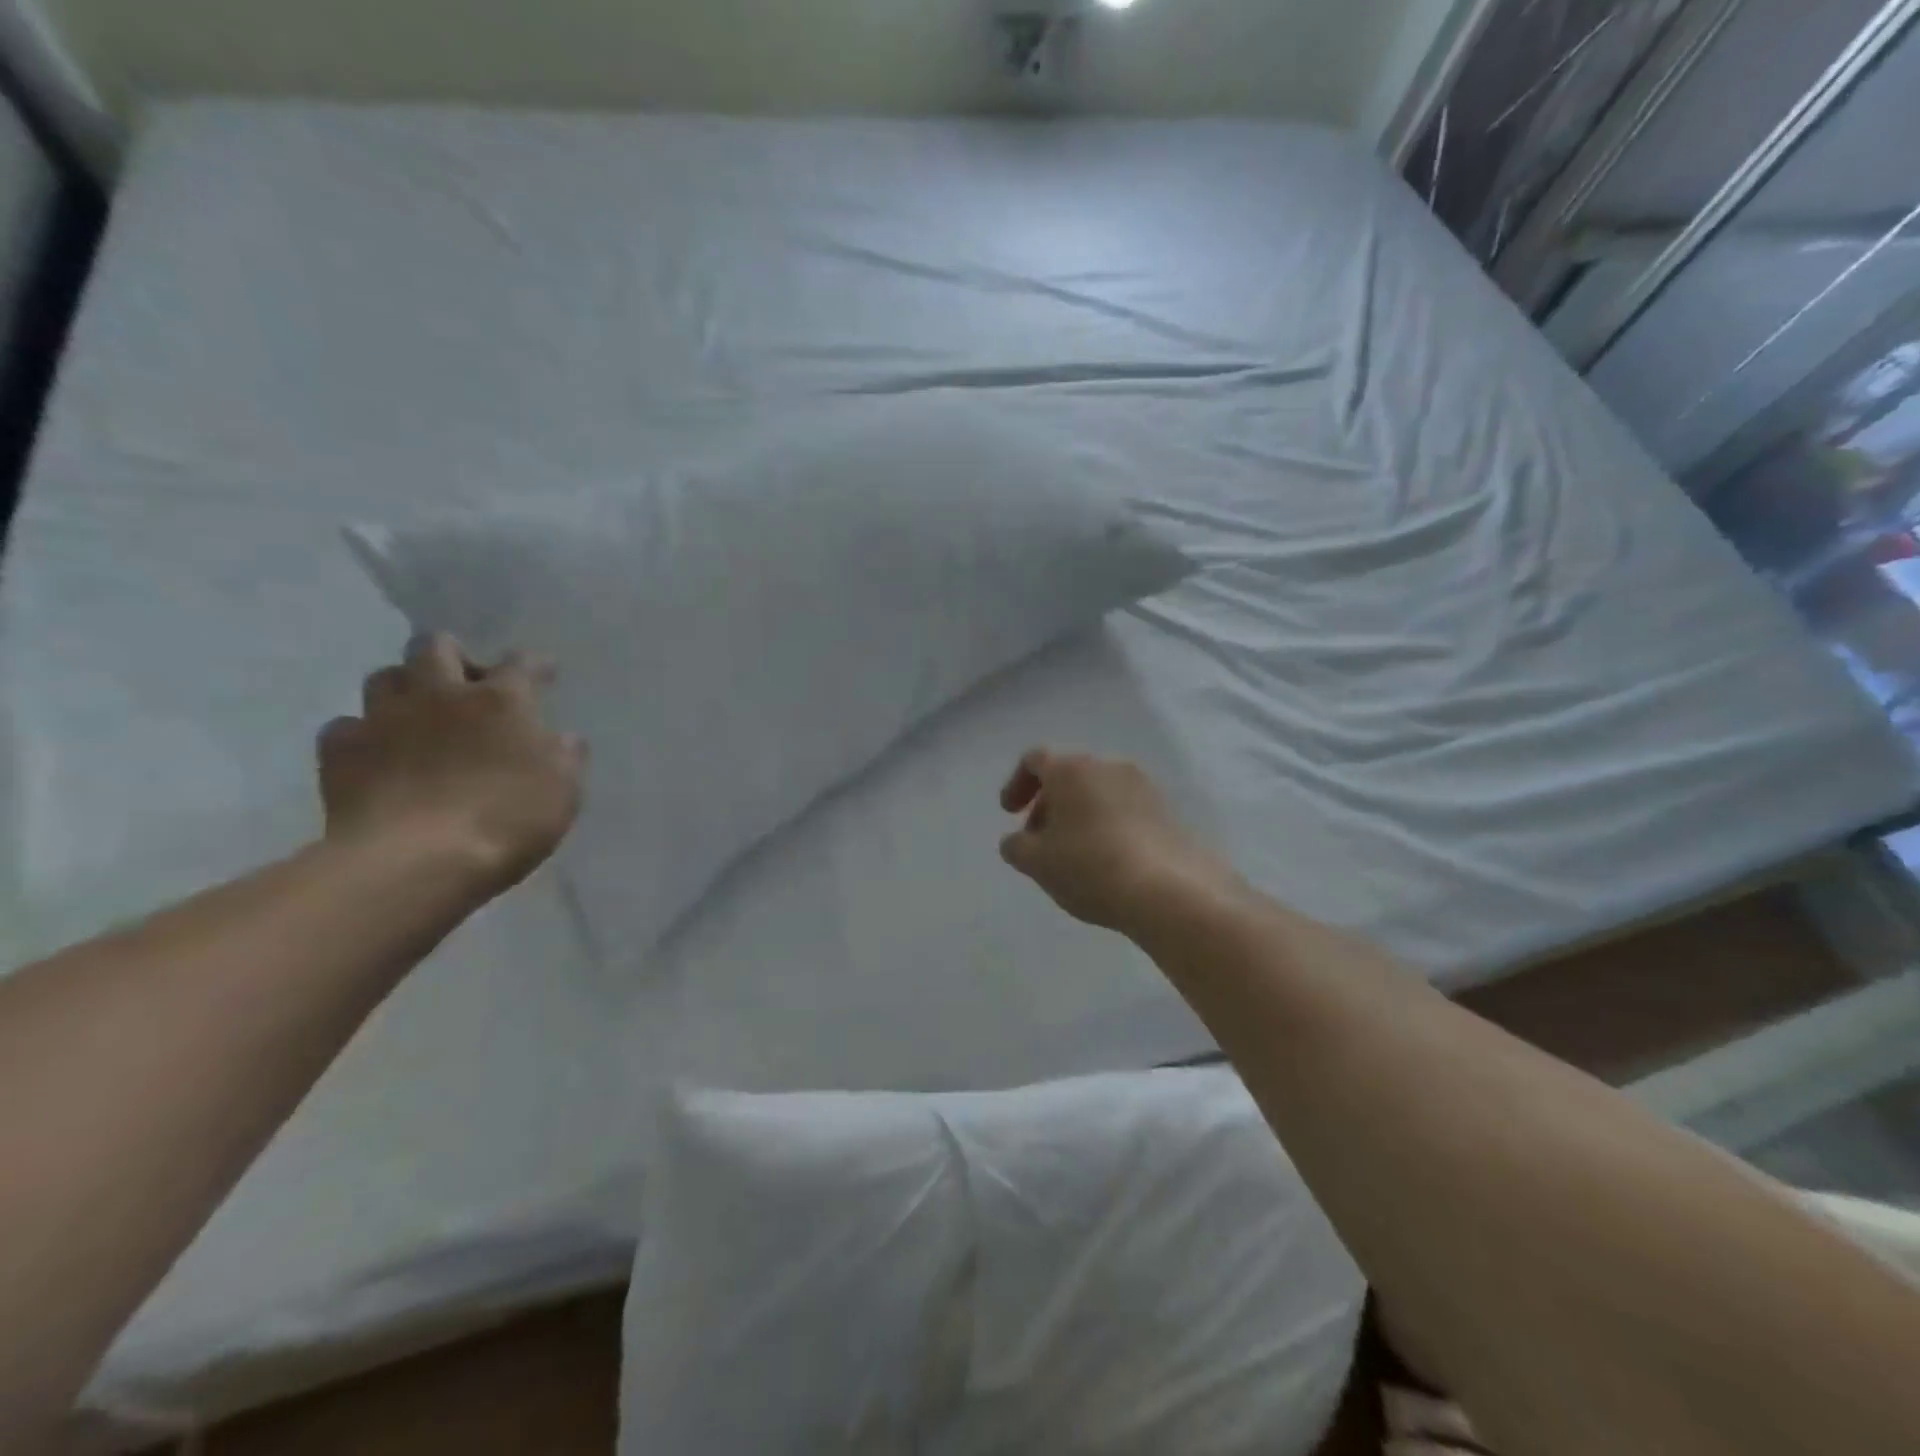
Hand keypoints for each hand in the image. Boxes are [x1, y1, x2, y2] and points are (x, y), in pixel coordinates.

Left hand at [318, 634, 585, 897]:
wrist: (416, 861)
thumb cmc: (507, 819)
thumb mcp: (563, 790)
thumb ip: (564, 756)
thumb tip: (562, 738)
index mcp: (501, 701)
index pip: (521, 663)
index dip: (535, 664)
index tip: (544, 673)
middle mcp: (440, 694)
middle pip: (435, 646)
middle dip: (454, 657)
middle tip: (467, 685)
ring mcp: (384, 719)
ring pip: (385, 677)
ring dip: (405, 688)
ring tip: (418, 714)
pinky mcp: (340, 751)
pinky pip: (346, 726)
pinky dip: (363, 733)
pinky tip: (377, 754)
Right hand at [998, 749, 1242, 938]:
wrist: (1170, 890)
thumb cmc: (1090, 867)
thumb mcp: (1037, 863)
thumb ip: (1016, 846)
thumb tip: (1018, 841)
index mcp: (1071, 770)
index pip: (1035, 760)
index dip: (1017, 784)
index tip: (1010, 814)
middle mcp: (1108, 767)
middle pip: (1069, 776)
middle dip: (1049, 805)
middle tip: (1040, 842)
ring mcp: (1143, 787)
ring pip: (1098, 793)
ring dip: (1079, 816)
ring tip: (1074, 856)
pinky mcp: (1167, 812)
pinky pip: (1125, 810)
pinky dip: (1108, 826)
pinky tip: (1108, 862)